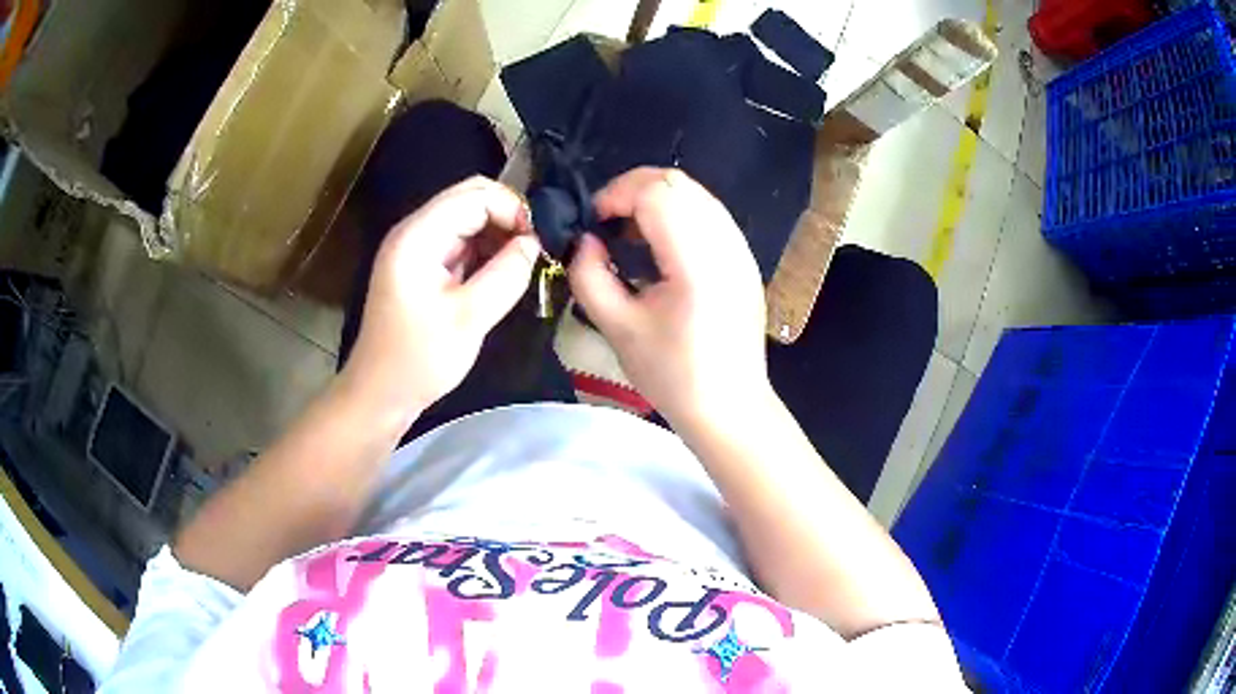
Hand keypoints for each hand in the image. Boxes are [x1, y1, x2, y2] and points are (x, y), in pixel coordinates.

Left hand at [340, 177, 539, 425]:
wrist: (380, 394)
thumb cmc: (419, 359)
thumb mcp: (470, 318)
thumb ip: (507, 274)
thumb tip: (535, 243)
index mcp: (417, 236)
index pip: (475, 196)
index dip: (512, 210)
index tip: (539, 243)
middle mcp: (414, 231)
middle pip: (470, 198)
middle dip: (507, 216)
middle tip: (535, 248)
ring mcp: (416, 248)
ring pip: (467, 218)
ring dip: (498, 233)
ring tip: (523, 262)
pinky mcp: (422, 266)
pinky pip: (461, 242)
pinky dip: (485, 250)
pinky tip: (502, 272)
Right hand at [569, 168, 770, 428]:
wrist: (730, 407)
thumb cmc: (673, 376)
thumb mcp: (617, 329)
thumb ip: (589, 275)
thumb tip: (583, 240)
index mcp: (697, 263)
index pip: (656, 192)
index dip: (616, 195)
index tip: (593, 223)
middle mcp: (726, 245)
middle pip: (677, 182)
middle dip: (633, 190)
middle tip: (606, 223)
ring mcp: (741, 249)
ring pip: (695, 193)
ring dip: (656, 200)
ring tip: (629, 234)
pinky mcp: (745, 259)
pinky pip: (708, 213)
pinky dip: (678, 214)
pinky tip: (660, 247)